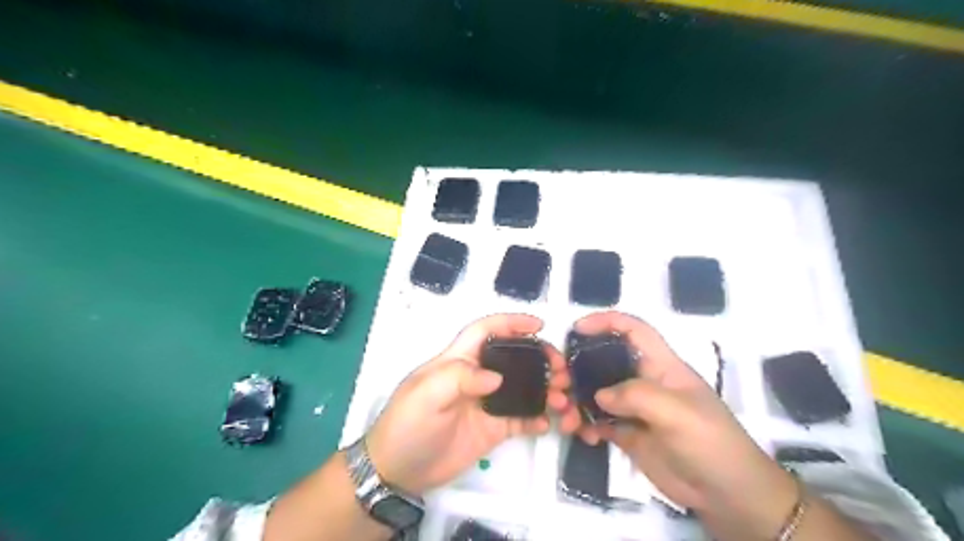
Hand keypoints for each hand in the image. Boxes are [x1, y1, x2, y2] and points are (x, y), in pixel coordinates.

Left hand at [367, 313, 579, 494]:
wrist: (398, 471)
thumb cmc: (406, 425)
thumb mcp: (425, 396)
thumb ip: (458, 379)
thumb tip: (497, 377)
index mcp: (458, 361)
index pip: (486, 331)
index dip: (511, 323)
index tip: (539, 324)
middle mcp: (477, 377)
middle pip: (513, 358)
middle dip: (540, 357)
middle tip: (561, 370)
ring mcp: (487, 404)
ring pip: (523, 388)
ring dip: (546, 388)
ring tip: (563, 398)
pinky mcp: (493, 429)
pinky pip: (521, 419)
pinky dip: (538, 418)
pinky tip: (549, 423)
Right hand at [574, 312, 795, 535]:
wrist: (728, 495)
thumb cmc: (710, 443)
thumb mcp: (678, 413)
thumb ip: (637, 396)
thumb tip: (599, 395)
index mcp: (662, 366)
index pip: (634, 331)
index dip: (607, 322)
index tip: (577, 328)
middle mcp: (645, 382)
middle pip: (606, 361)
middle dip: (580, 368)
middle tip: (560, 382)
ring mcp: (636, 409)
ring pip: (598, 394)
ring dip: (578, 401)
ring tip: (566, 416)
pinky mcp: (629, 434)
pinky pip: (599, 422)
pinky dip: (587, 425)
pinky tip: (584, 435)